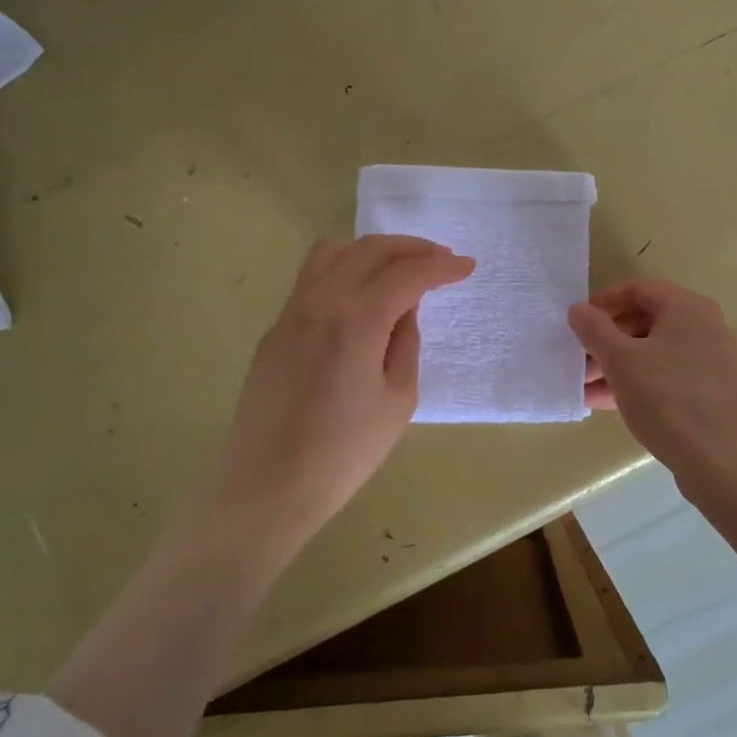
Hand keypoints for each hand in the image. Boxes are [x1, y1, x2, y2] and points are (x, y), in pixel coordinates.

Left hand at [217, 235, 474, 539]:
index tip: (467, 267)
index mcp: (356, 319)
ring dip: (373, 251)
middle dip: (412, 248)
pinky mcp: (275, 330)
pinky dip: (345, 270)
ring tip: (399, 268)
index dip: (442, 266)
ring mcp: (291, 313)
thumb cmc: (344, 453)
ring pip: (333, 253)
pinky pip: (312, 279)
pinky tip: (361, 297)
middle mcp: (320, 301)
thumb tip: (403, 310)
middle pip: (370, 250)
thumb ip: (405, 343)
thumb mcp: (398, 400)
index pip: (407, 273)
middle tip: (441, 259)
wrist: (269, 487)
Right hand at [569, 279, 736, 493]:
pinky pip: (665, 375)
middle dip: (607, 340)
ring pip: (653, 352)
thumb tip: (578, 310)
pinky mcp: (708, 391)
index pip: (639, 290)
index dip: (604, 302)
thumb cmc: (667, 399)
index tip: (577, 321)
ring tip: (582, 385)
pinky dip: (636, 382)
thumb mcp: (620, 361)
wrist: (719, 462)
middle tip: (578, 358)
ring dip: (616, 364)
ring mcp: (709, 361)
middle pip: (645, 321)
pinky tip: (602, 402)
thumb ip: (594, 330)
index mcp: (688, 308)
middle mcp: (704, 327)